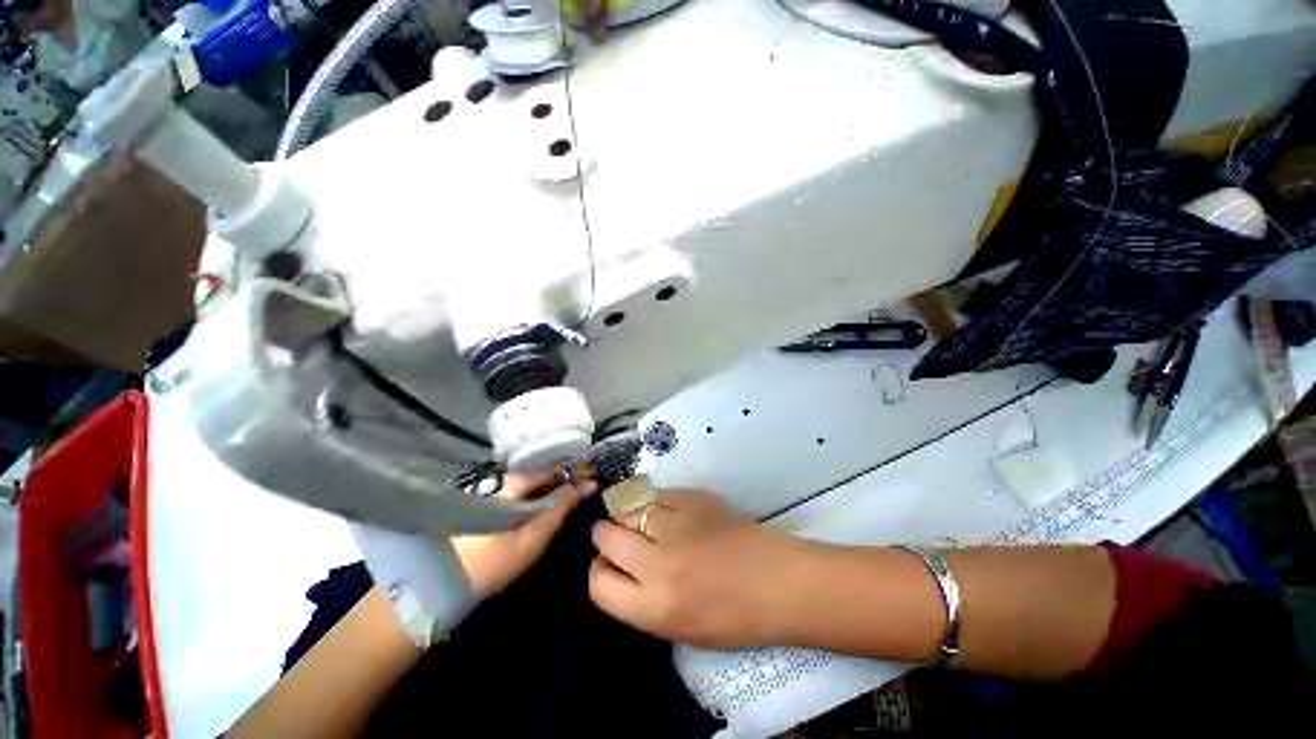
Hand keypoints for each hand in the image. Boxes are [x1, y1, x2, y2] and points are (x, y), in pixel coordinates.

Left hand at [451, 473, 596, 600]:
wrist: (439, 586)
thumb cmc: (492, 563)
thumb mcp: (534, 538)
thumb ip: (562, 508)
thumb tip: (589, 485)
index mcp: (513, 483)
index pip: (553, 470)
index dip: (575, 475)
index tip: (593, 483)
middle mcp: (501, 478)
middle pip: (541, 474)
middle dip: (563, 482)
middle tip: (582, 495)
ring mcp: (489, 489)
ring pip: (529, 483)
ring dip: (548, 490)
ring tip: (565, 502)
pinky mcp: (482, 502)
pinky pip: (517, 492)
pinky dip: (533, 497)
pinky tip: (541, 509)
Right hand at [587, 489, 813, 649]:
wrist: (778, 582)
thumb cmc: (734, 618)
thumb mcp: (677, 628)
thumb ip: (640, 600)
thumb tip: (617, 569)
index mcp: (653, 607)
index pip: (597, 583)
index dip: (598, 572)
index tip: (609, 566)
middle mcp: (656, 563)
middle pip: (605, 535)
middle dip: (606, 536)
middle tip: (622, 538)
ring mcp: (675, 524)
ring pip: (626, 507)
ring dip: (628, 514)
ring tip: (642, 520)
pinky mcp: (692, 498)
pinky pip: (656, 494)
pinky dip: (654, 502)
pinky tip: (667, 511)